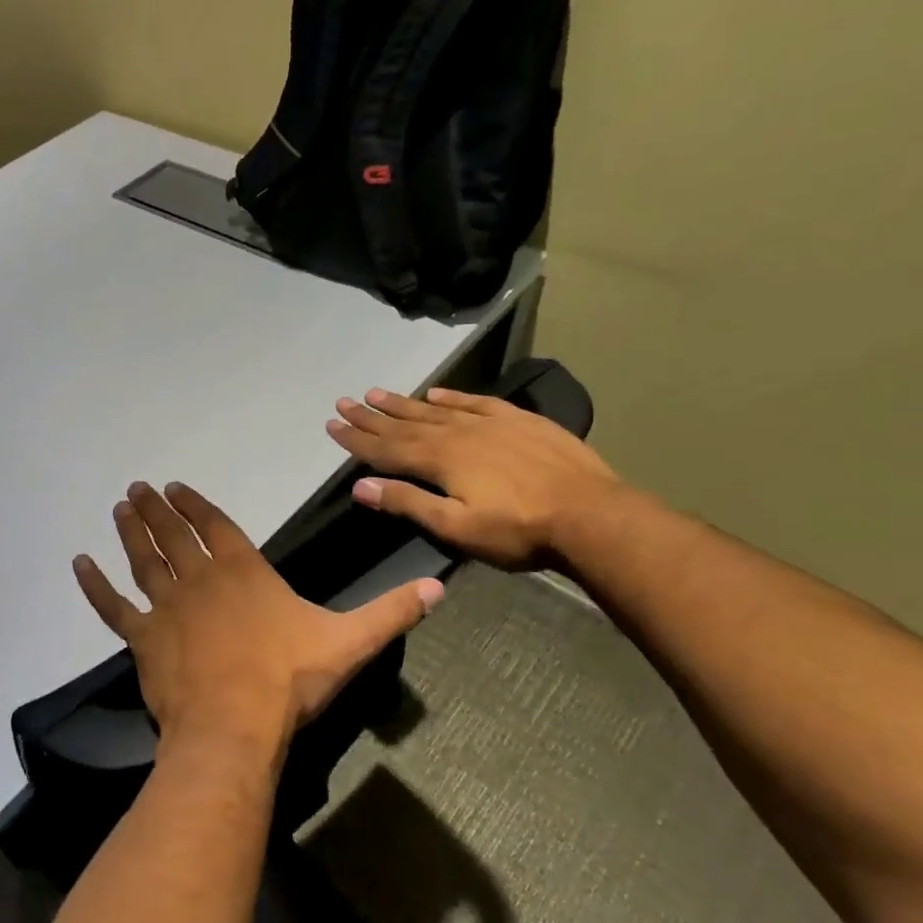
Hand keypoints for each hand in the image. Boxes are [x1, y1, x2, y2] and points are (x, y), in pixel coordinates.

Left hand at [73, 481, 443, 766]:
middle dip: (156, 510)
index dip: (194, 505)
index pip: (215, 526)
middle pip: (173, 535)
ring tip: (119, 507)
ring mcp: (166, 607)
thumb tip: (439, 589)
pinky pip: (113, 607)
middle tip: (137, 489)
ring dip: (130, 532)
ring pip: (143, 559)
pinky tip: (79, 564)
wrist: (235, 728)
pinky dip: (95, 586)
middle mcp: (199, 579)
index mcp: (243, 572)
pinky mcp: (142, 639)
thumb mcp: (349, 644)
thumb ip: (390, 613)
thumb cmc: (289, 682)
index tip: (174, 487)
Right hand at [325, 387, 622, 567]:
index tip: (332, 426)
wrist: (590, 515)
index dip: (357, 439)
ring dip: (404, 403)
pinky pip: (475, 402)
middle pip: (405, 423)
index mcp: (439, 460)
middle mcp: (457, 434)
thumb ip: (408, 503)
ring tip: (377, 393)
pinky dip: (452, 398)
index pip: (386, 448)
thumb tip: (360, 487)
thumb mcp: (456, 526)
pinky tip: (437, 393)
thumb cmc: (518, 530)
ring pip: (435, 410)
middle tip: (344, 402)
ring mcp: (489, 424)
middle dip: (372, 416)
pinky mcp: (519, 421)